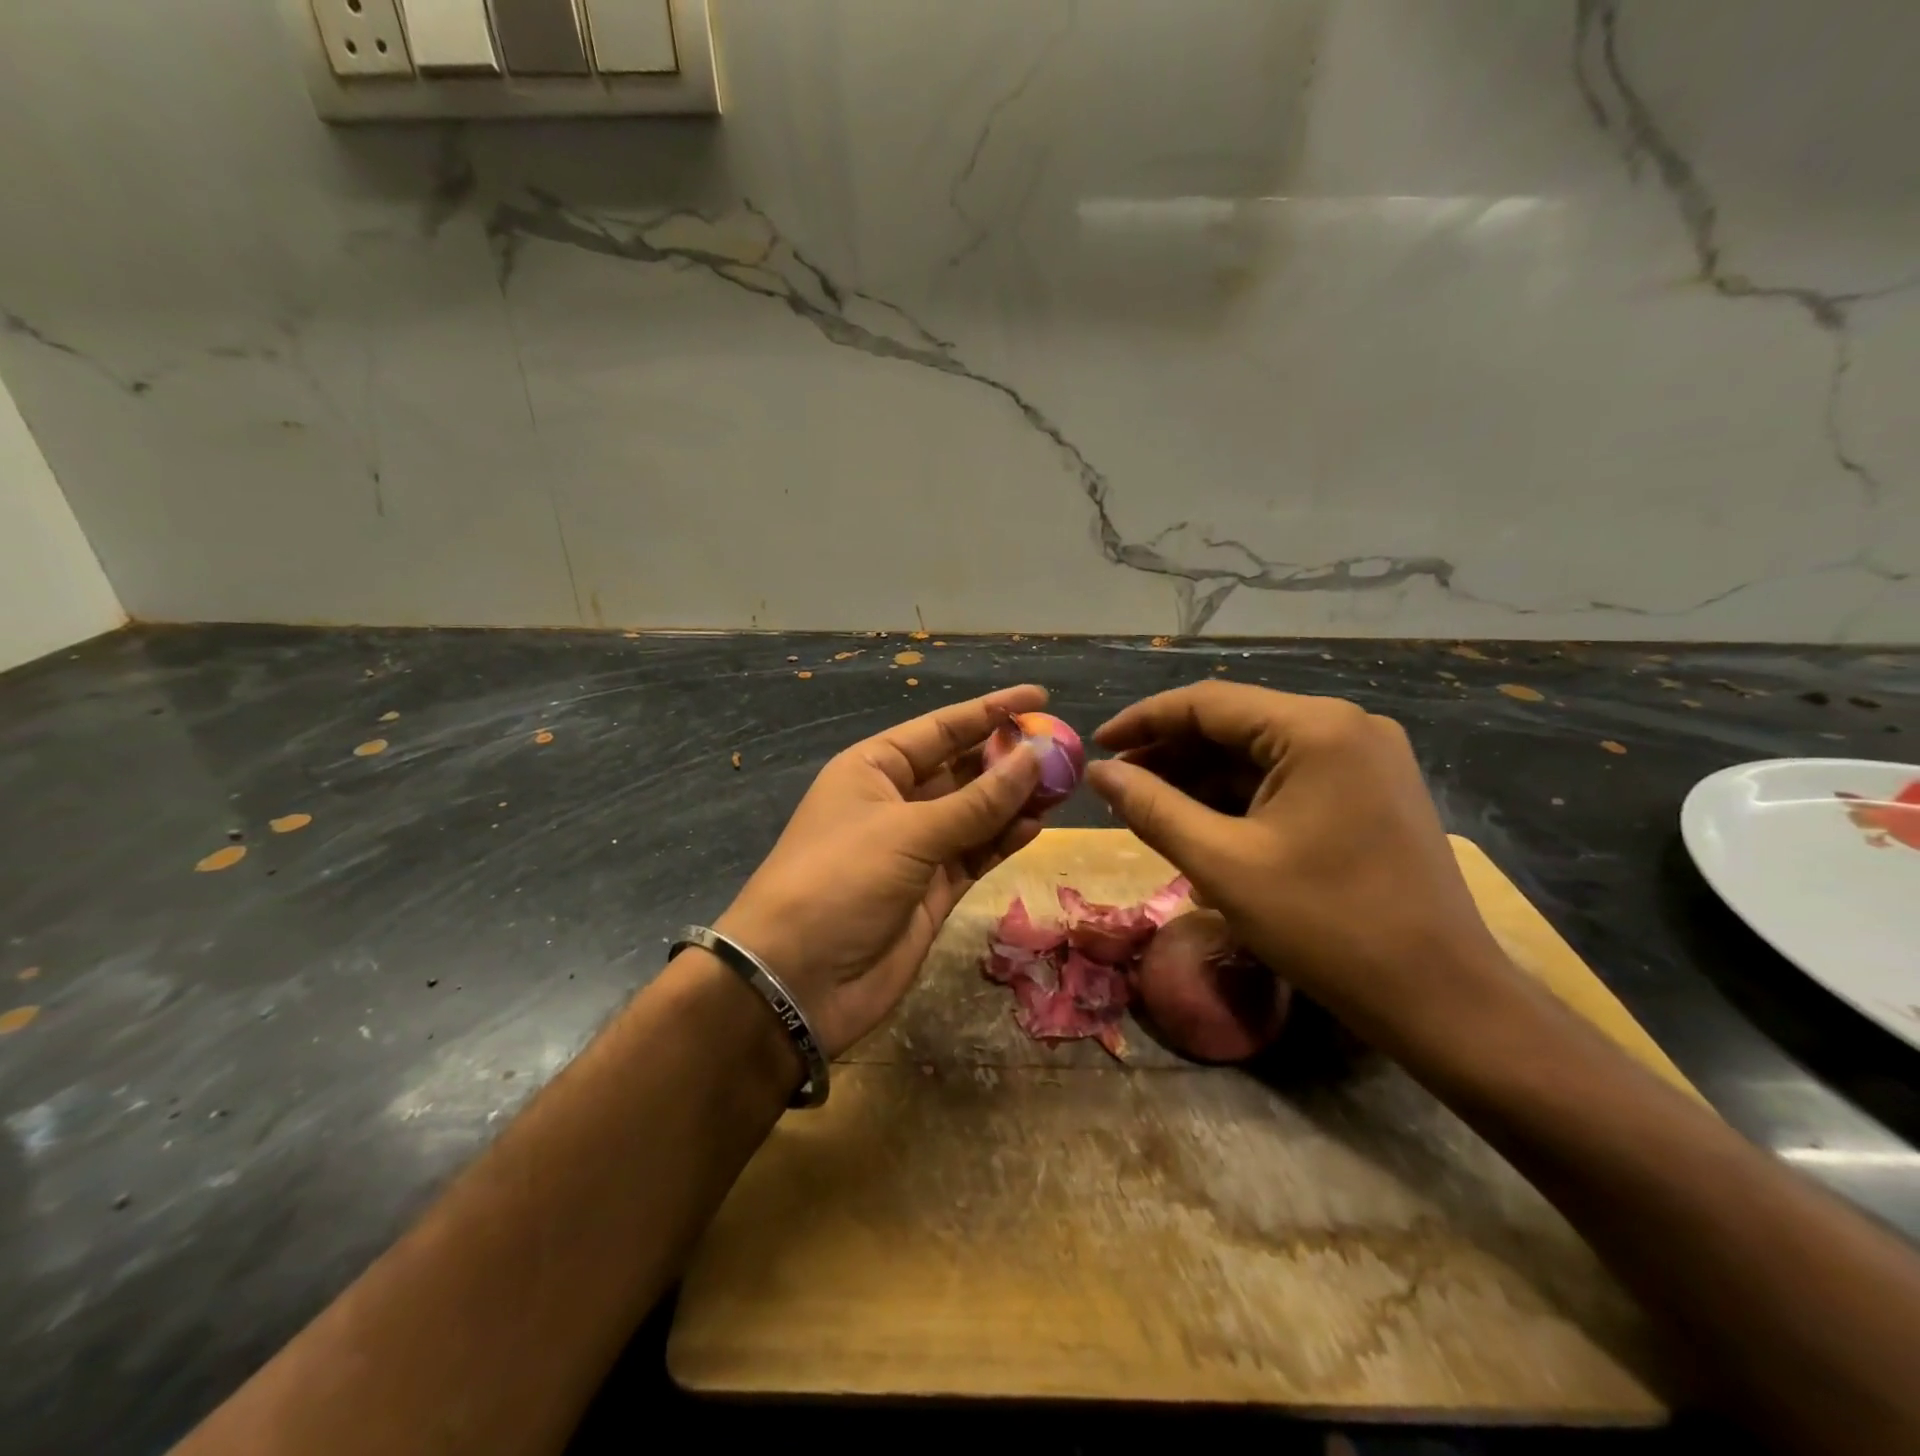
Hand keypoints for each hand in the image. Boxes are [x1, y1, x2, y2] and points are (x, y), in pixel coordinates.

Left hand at [715, 686, 1046, 1056]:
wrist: (796, 980)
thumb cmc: (841, 880)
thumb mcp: (908, 831)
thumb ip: (978, 801)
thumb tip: (1035, 756)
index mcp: (873, 769)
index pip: (940, 729)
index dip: (990, 711)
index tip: (1040, 696)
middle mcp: (895, 802)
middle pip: (962, 769)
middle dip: (1008, 758)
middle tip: (1063, 747)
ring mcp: (914, 849)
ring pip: (975, 814)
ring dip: (1014, 800)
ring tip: (1063, 785)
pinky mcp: (931, 891)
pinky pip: (975, 854)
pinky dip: (1004, 840)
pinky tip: (1036, 826)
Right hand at [1085, 682, 1514, 1050]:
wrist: (1441, 998)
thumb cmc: (1325, 926)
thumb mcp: (1221, 864)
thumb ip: (1151, 808)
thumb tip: (1099, 773)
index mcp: (1316, 729)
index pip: (1207, 703)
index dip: (1143, 721)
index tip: (1096, 746)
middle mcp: (1346, 725)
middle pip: (1235, 724)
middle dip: (1171, 754)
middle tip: (1118, 787)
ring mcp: (1366, 757)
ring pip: (1260, 752)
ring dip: (1202, 777)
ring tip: (1148, 807)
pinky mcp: (1371, 789)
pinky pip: (1288, 776)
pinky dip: (1240, 796)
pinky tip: (1201, 821)